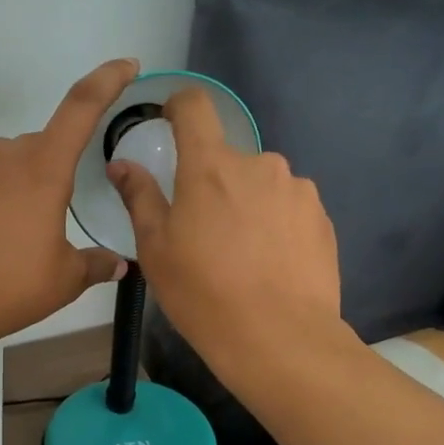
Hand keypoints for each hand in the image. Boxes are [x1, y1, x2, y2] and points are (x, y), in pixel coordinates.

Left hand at [0, 58, 135, 345]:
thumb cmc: (11, 286)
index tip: (126, 65)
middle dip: (52, 175)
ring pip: (5, 166)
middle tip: (50, 222)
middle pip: (41, 149)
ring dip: (16, 188)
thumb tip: (119, 264)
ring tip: (11, 238)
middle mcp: (4, 156)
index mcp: (44, 168)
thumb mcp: (65, 279)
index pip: (81, 108)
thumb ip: (96, 265)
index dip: (107, 81)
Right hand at [108, 85, 341, 374]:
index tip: (170, 125)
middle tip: (204, 231)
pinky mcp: (321, 217)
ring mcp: (297, 189)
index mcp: (210, 166)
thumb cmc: (203, 293)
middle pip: (227, 158)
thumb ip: (139, 197)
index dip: (178, 107)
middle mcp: (259, 164)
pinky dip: (275, 224)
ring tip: (242, 254)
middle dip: (213, 183)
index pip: (194, 106)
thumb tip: (121, 164)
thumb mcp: (156, 249)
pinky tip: (270, 264)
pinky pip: (288, 208)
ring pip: (260, 184)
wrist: (279, 338)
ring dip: (246, 204)